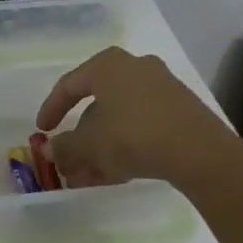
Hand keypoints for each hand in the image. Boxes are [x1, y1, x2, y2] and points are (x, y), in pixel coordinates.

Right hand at [36, 47, 229, 186]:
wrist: (200, 152)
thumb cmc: (133, 135)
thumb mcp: (90, 144)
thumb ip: (65, 146)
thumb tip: (48, 150)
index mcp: (108, 65)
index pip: (69, 85)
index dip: (51, 109)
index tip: (42, 131)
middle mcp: (135, 68)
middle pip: (97, 105)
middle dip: (80, 136)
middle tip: (68, 159)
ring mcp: (162, 88)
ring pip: (120, 119)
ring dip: (101, 146)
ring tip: (88, 176)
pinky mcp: (181, 111)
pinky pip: (142, 126)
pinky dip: (125, 146)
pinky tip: (116, 173)